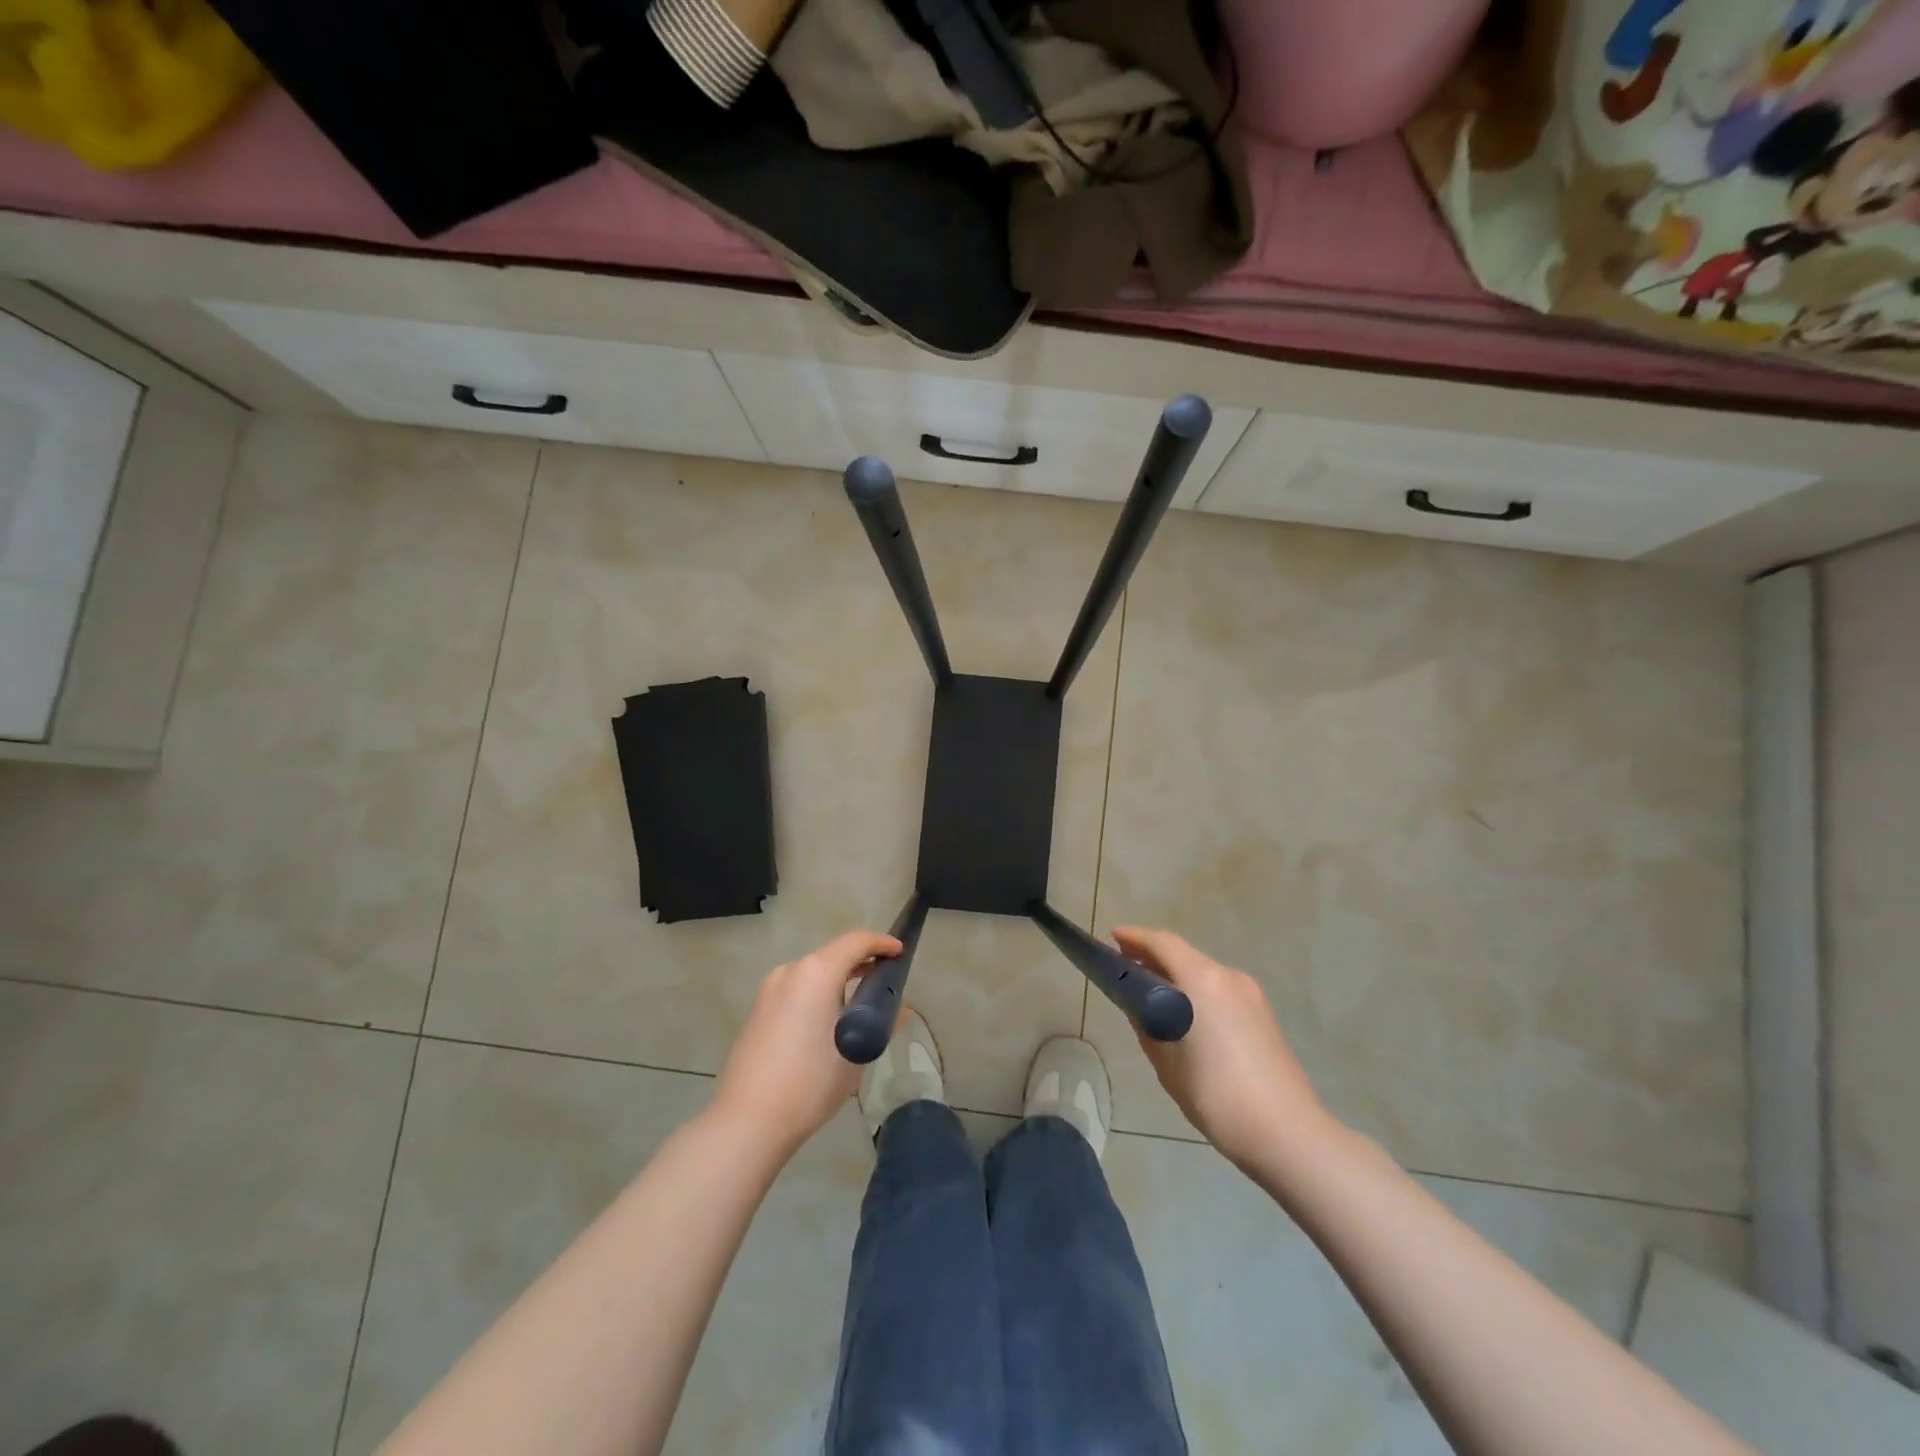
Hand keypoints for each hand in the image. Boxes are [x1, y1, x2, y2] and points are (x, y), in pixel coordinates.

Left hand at [708, 929, 901, 1157]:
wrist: (747, 1121)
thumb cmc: (811, 1082)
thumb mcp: (857, 1053)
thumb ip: (882, 1024)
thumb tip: (899, 1010)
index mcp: (816, 972)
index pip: (855, 942)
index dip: (881, 942)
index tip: (899, 952)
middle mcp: (790, 971)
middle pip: (832, 954)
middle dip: (860, 962)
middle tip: (884, 980)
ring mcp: (769, 991)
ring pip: (812, 973)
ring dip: (837, 980)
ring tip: (859, 1003)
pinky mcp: (757, 1011)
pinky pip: (796, 990)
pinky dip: (817, 994)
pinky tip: (827, 1022)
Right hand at [1113, 926, 1335, 1170]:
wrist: (1288, 1135)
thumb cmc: (1217, 1095)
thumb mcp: (1167, 1062)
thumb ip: (1146, 1024)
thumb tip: (1137, 1005)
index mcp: (1203, 981)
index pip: (1162, 943)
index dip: (1134, 937)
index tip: (1111, 939)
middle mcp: (1229, 977)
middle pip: (1184, 954)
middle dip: (1153, 957)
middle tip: (1124, 968)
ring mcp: (1251, 996)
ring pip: (1203, 973)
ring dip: (1175, 976)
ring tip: (1149, 994)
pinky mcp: (1263, 1015)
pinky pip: (1219, 990)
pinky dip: (1196, 991)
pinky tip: (1184, 1016)